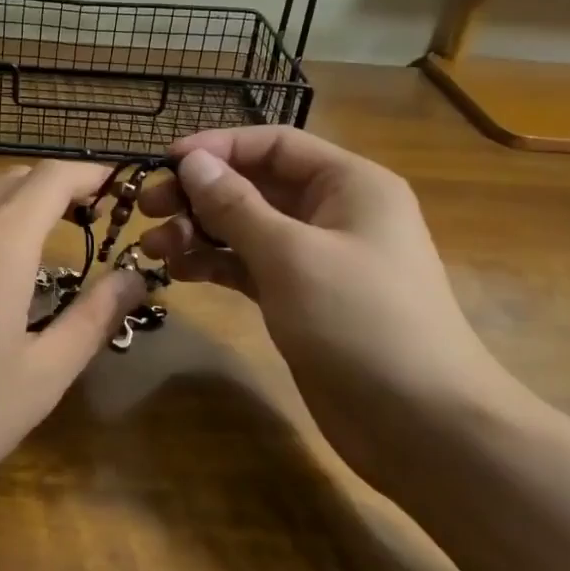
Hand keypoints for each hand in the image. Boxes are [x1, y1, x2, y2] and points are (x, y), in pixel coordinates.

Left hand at [0, 162, 147, 520]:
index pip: (51, 179)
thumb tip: (135, 278)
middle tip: (90, 219)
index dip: (89, 175)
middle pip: (15, 178)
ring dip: (15, 195)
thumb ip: (93, 319)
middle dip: (58, 187)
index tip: (117, 190)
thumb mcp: (41, 377)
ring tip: (39, 229)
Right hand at [138, 127, 517, 487]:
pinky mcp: (301, 298)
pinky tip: (179, 271)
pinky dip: (215, 264)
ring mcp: (316, 258)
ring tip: (152, 247)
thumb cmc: (360, 321)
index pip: (274, 145)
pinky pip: (249, 265)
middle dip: (200, 194)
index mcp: (348, 184)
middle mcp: (333, 212)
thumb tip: (192, 161)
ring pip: (247, 227)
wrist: (422, 425)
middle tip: (147, 209)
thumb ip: (235, 205)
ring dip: (199, 231)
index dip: (218, 147)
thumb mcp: (290, 255)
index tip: (165, 161)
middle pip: (255, 185)